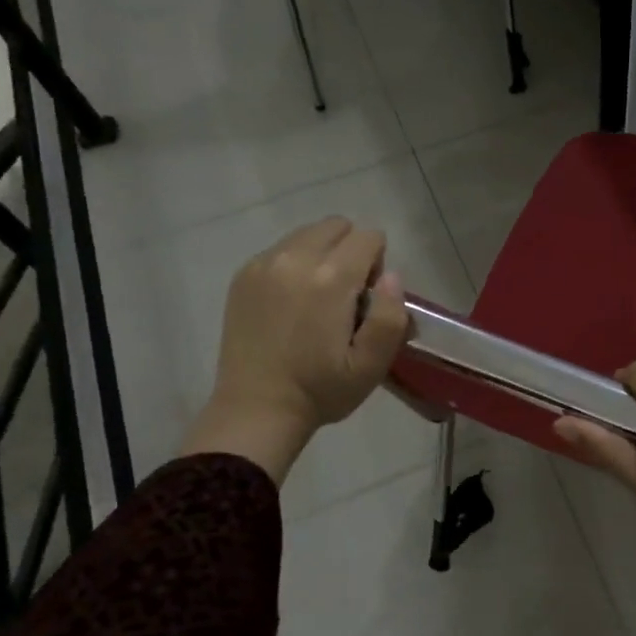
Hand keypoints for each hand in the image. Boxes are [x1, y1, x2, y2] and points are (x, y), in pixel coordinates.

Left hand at [181, 218, 409, 483]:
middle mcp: (295, 259)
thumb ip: (391, 316)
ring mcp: (263, 264)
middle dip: (351, 251)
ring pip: (308, 234)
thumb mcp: (372, 365)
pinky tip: (291, 303)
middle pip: (338, 226)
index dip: (378, 264)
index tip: (368, 300)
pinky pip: (281, 249)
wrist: (256, 409)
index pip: (369, 237)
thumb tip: (391, 277)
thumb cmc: (321, 390)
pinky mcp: (243, 275)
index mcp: (330, 279)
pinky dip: (295, 264)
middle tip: (346, 296)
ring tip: (317, 299)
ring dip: (323, 255)